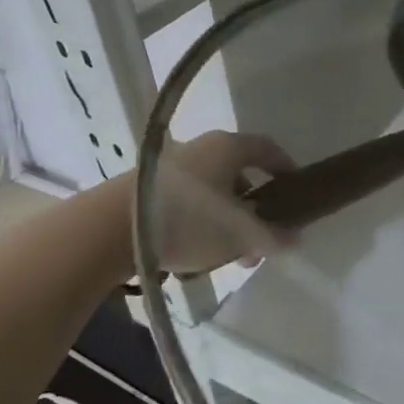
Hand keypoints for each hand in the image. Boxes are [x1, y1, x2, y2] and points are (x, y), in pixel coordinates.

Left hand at [146, 130, 296, 273]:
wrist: (106, 231)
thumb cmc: (187, 223)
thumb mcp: (238, 235)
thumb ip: (272, 237)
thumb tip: (295, 239)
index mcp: (228, 147)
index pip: (268, 149)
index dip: (286, 169)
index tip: (296, 192)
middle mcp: (202, 148)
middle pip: (240, 174)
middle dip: (255, 208)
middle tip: (261, 238)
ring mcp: (172, 166)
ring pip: (214, 191)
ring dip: (228, 220)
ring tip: (230, 255)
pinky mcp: (148, 187)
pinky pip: (189, 201)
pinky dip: (202, 221)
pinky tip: (198, 252)